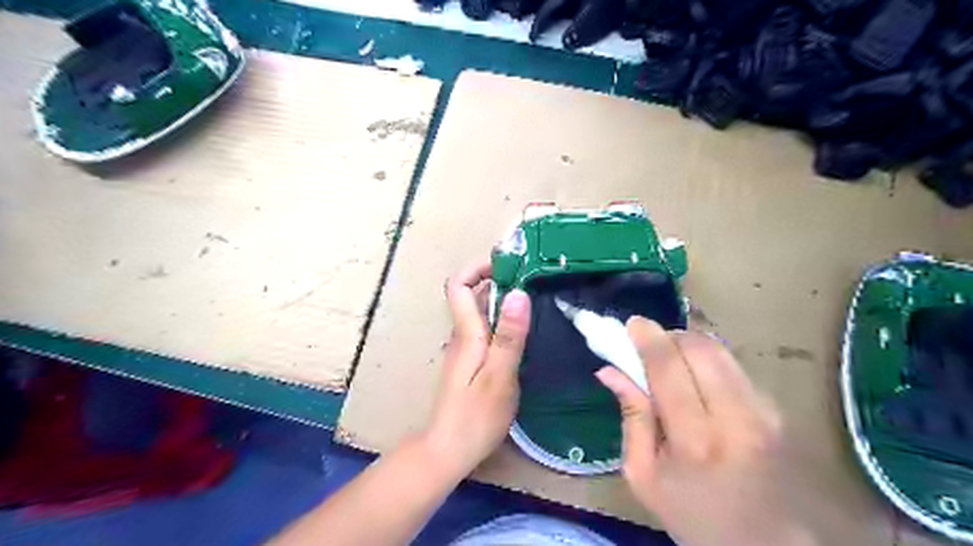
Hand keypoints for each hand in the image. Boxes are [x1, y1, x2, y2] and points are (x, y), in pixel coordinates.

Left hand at [421, 260, 530, 477]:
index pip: (457, 285)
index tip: (507, 264)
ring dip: (502, 299)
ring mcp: (466, 349)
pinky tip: (524, 330)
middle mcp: (462, 335)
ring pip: (479, 312)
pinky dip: (503, 320)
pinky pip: (485, 329)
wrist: (448, 450)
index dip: (477, 268)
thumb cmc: (475, 416)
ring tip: (534, 298)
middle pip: (470, 294)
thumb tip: (517, 293)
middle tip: (531, 277)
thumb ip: (509, 335)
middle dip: (496, 279)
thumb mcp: (500, 376)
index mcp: (466, 334)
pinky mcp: (471, 362)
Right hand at [602, 318, 814, 542]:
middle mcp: (736, 418)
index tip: (631, 324)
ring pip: (721, 350)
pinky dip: (708, 360)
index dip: (648, 338)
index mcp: (695, 442)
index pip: (669, 369)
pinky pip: (734, 365)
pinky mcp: (777, 410)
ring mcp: (764, 412)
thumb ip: (630, 417)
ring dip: (689, 344)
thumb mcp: (643, 475)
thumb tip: (610, 370)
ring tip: (671, 360)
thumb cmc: (693, 514)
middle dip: (669, 336)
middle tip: (649, 345)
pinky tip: (697, 379)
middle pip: (700, 348)